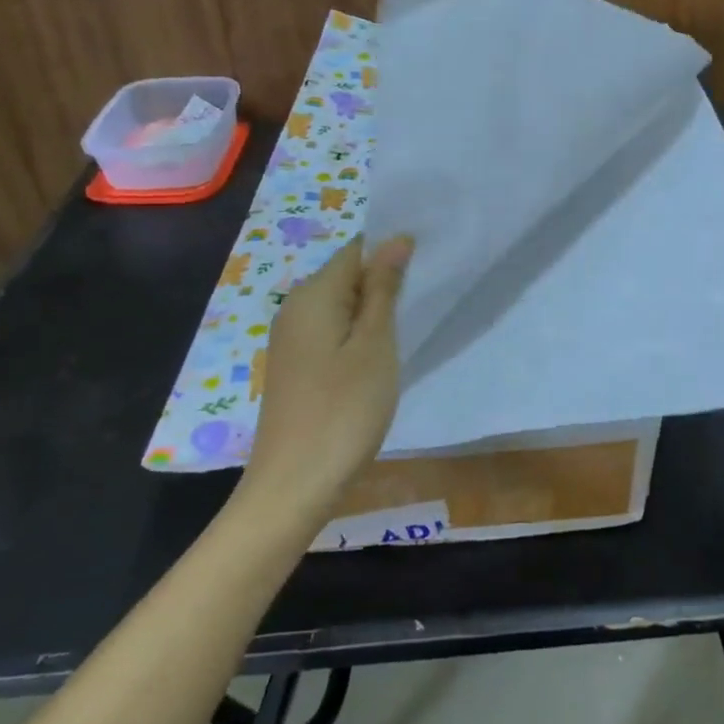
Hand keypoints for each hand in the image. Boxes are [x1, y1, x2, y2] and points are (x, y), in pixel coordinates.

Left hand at [237, 234, 413, 515]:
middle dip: (386, 280)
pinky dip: (359, 335)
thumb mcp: (375, 344)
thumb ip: (384, 288)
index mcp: (313, 295)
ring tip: (412, 323)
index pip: (357, 250)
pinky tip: (381, 356)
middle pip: (347, 276)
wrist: (295, 484)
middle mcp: (295, 308)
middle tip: (428, 296)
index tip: (430, 262)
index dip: (393, 250)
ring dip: (375, 311)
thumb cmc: (344, 409)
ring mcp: (293, 340)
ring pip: (342, 306)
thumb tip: (396, 239)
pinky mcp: (297, 367)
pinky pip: (333, 332)